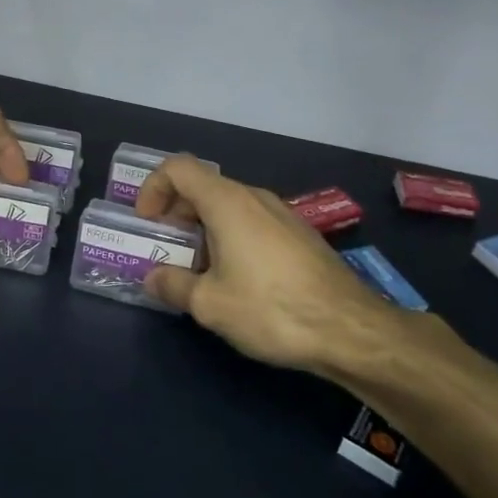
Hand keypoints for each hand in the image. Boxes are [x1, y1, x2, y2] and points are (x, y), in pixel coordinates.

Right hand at [136, 158, 425, 374]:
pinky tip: (236, 280)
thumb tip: (152, 277)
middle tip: (165, 251)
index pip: (178, 168)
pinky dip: (230, 237)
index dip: (153, 188)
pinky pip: (252, 222)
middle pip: (202, 187)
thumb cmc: (271, 309)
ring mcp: (281, 214)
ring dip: (203, 229)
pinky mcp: (299, 235)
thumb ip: (173, 286)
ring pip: (228, 207)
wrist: (350, 329)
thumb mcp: (210, 304)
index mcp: (227, 202)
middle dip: (175, 214)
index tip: (147, 224)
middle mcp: (254, 197)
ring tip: (197, 271)